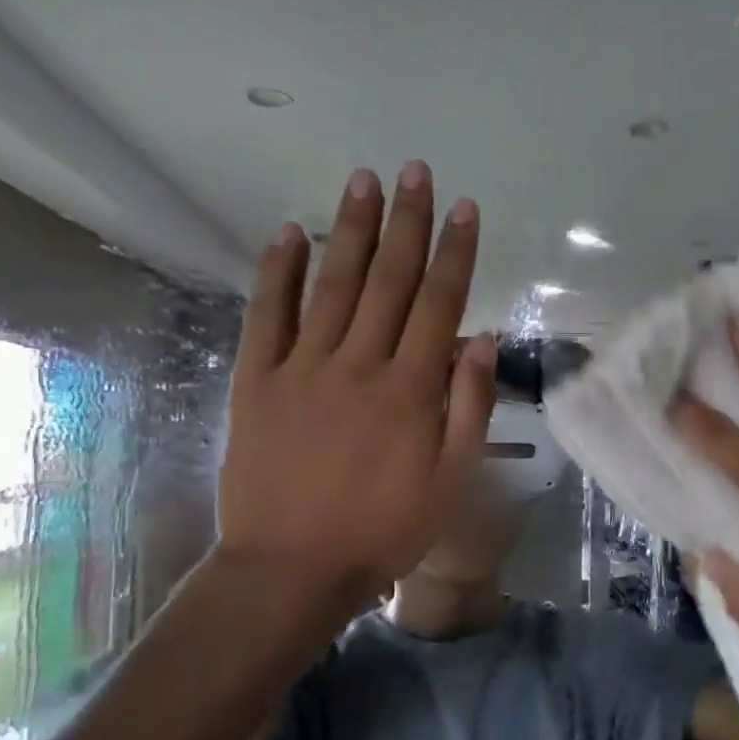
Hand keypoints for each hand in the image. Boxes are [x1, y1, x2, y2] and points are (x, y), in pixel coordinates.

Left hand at [218, 161, 496, 602]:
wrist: (292, 569)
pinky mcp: (256, 381)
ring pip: (333, 285)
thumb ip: (469, 406)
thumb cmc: (385, 530)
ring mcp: (302, 368)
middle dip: (406, 222)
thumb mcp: (451, 480)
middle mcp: (359, 364)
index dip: (454, 252)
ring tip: (363, 181)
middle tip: (415, 171)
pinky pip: (267, 315)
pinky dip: (278, 272)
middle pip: (388, 280)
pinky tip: (288, 233)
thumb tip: (482, 339)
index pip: (439, 303)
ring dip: (350, 229)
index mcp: (411, 389)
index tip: (464, 208)